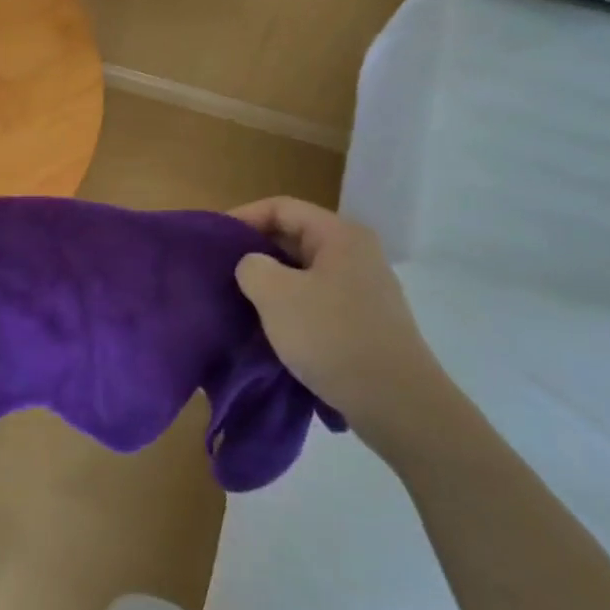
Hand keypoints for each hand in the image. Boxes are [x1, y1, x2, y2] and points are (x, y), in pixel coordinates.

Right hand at [230, 197, 454, 449]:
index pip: (282, 208)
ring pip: (304, 270)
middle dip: (255, 250)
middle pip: (295, 236)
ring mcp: (364, 288)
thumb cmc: (332, 336)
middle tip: (221, 270)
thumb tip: (253, 266)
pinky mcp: (365, 320)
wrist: (396, 402)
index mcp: (340, 235)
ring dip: (271, 281)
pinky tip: (271, 326)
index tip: (212, 240)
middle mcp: (357, 253)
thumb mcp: (276, 295)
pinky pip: (317, 298)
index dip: (243, 217)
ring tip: (239, 299)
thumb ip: (252, 267)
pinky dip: (291, 305)